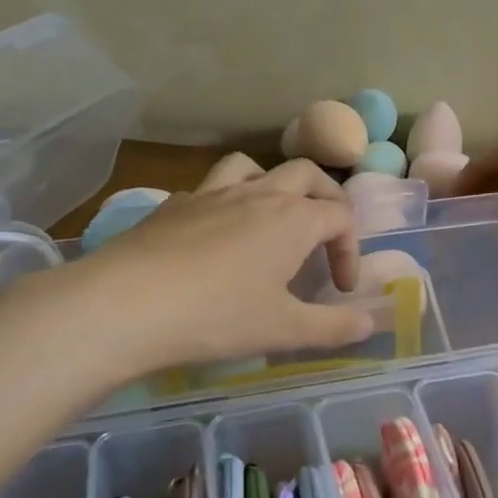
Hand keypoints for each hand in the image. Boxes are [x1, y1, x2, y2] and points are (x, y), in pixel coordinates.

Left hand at [76, 159, 373, 371]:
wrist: (127, 304)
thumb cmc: (217, 316)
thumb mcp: (284, 330)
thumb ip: (334, 327)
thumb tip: (371, 325)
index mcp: (293, 218)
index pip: (341, 217)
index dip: (350, 250)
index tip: (341, 289)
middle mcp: (258, 193)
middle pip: (306, 174)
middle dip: (326, 198)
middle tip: (325, 233)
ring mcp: (212, 193)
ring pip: (254, 167)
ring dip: (273, 183)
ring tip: (272, 216)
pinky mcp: (174, 204)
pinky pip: (210, 187)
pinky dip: (225, 201)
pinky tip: (214, 234)